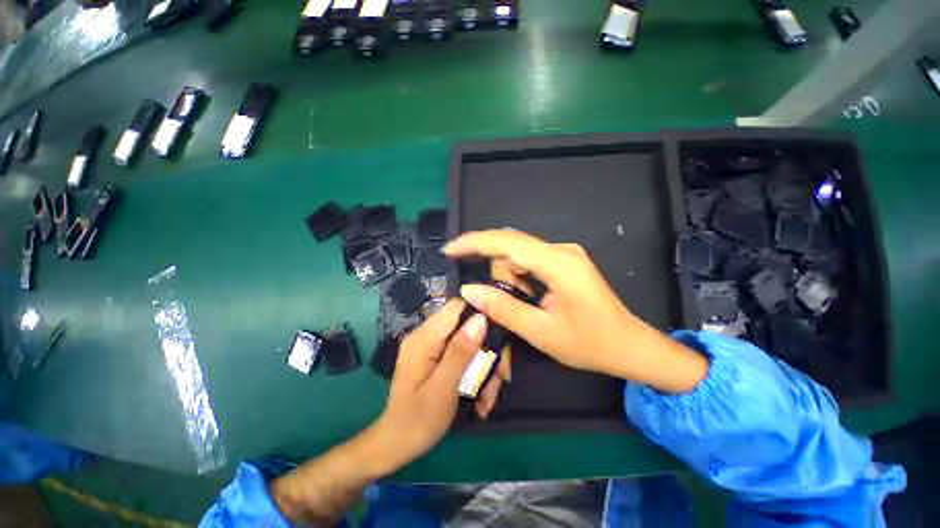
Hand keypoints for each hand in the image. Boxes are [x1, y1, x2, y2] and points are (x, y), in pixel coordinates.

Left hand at [375, 299, 487, 468]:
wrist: (396, 444)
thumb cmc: (418, 421)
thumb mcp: (442, 388)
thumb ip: (460, 351)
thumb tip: (480, 318)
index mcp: (424, 338)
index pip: (456, 307)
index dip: (479, 314)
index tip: (497, 337)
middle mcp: (426, 336)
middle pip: (465, 326)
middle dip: (486, 349)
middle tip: (499, 378)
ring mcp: (431, 346)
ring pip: (468, 341)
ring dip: (483, 365)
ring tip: (488, 396)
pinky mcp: (435, 356)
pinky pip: (461, 353)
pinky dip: (474, 370)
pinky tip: (479, 396)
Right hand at [444, 230, 708, 392]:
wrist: (629, 345)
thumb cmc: (590, 344)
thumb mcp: (541, 332)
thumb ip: (503, 308)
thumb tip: (469, 290)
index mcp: (559, 264)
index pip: (507, 242)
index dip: (474, 242)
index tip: (449, 250)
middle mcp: (561, 250)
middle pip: (511, 246)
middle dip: (494, 269)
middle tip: (494, 300)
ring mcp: (564, 253)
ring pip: (519, 254)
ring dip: (508, 277)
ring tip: (522, 307)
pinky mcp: (564, 261)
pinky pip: (530, 260)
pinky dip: (519, 276)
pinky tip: (527, 297)